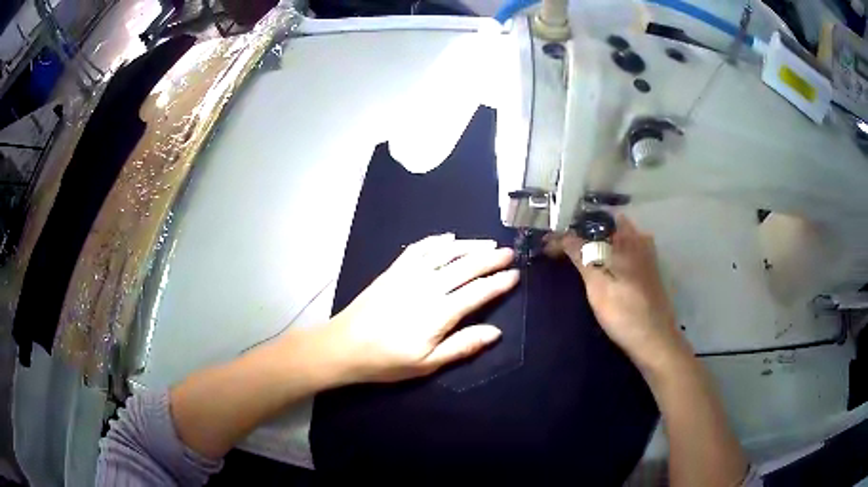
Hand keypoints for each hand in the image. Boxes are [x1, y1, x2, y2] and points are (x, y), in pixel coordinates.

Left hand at [313, 233, 518, 384]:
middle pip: (466, 266)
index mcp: (440, 312)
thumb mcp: (427, 364)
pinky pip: (419, 248)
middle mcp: (428, 286)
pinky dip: (436, 241)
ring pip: (446, 253)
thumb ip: (462, 346)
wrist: (344, 346)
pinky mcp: (393, 270)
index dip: (499, 282)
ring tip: (487, 242)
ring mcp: (409, 274)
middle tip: (509, 252)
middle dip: (491, 257)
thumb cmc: (387, 360)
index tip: (515, 274)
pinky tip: (448, 237)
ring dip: (469, 245)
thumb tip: (495, 332)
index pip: (478, 291)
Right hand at [560, 216, 689, 371]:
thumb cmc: (624, 314)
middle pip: (606, 227)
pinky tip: (600, 269)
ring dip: (597, 243)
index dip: (570, 230)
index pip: (592, 224)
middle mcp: (638, 240)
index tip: (551, 243)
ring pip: (616, 239)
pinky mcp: (647, 271)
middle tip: (561, 249)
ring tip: (576, 257)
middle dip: (584, 233)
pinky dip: (609, 254)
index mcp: (627, 239)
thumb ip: (581, 256)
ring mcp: (646, 256)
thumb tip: (562, 235)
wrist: (654, 341)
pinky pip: (624, 252)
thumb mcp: (598, 286)